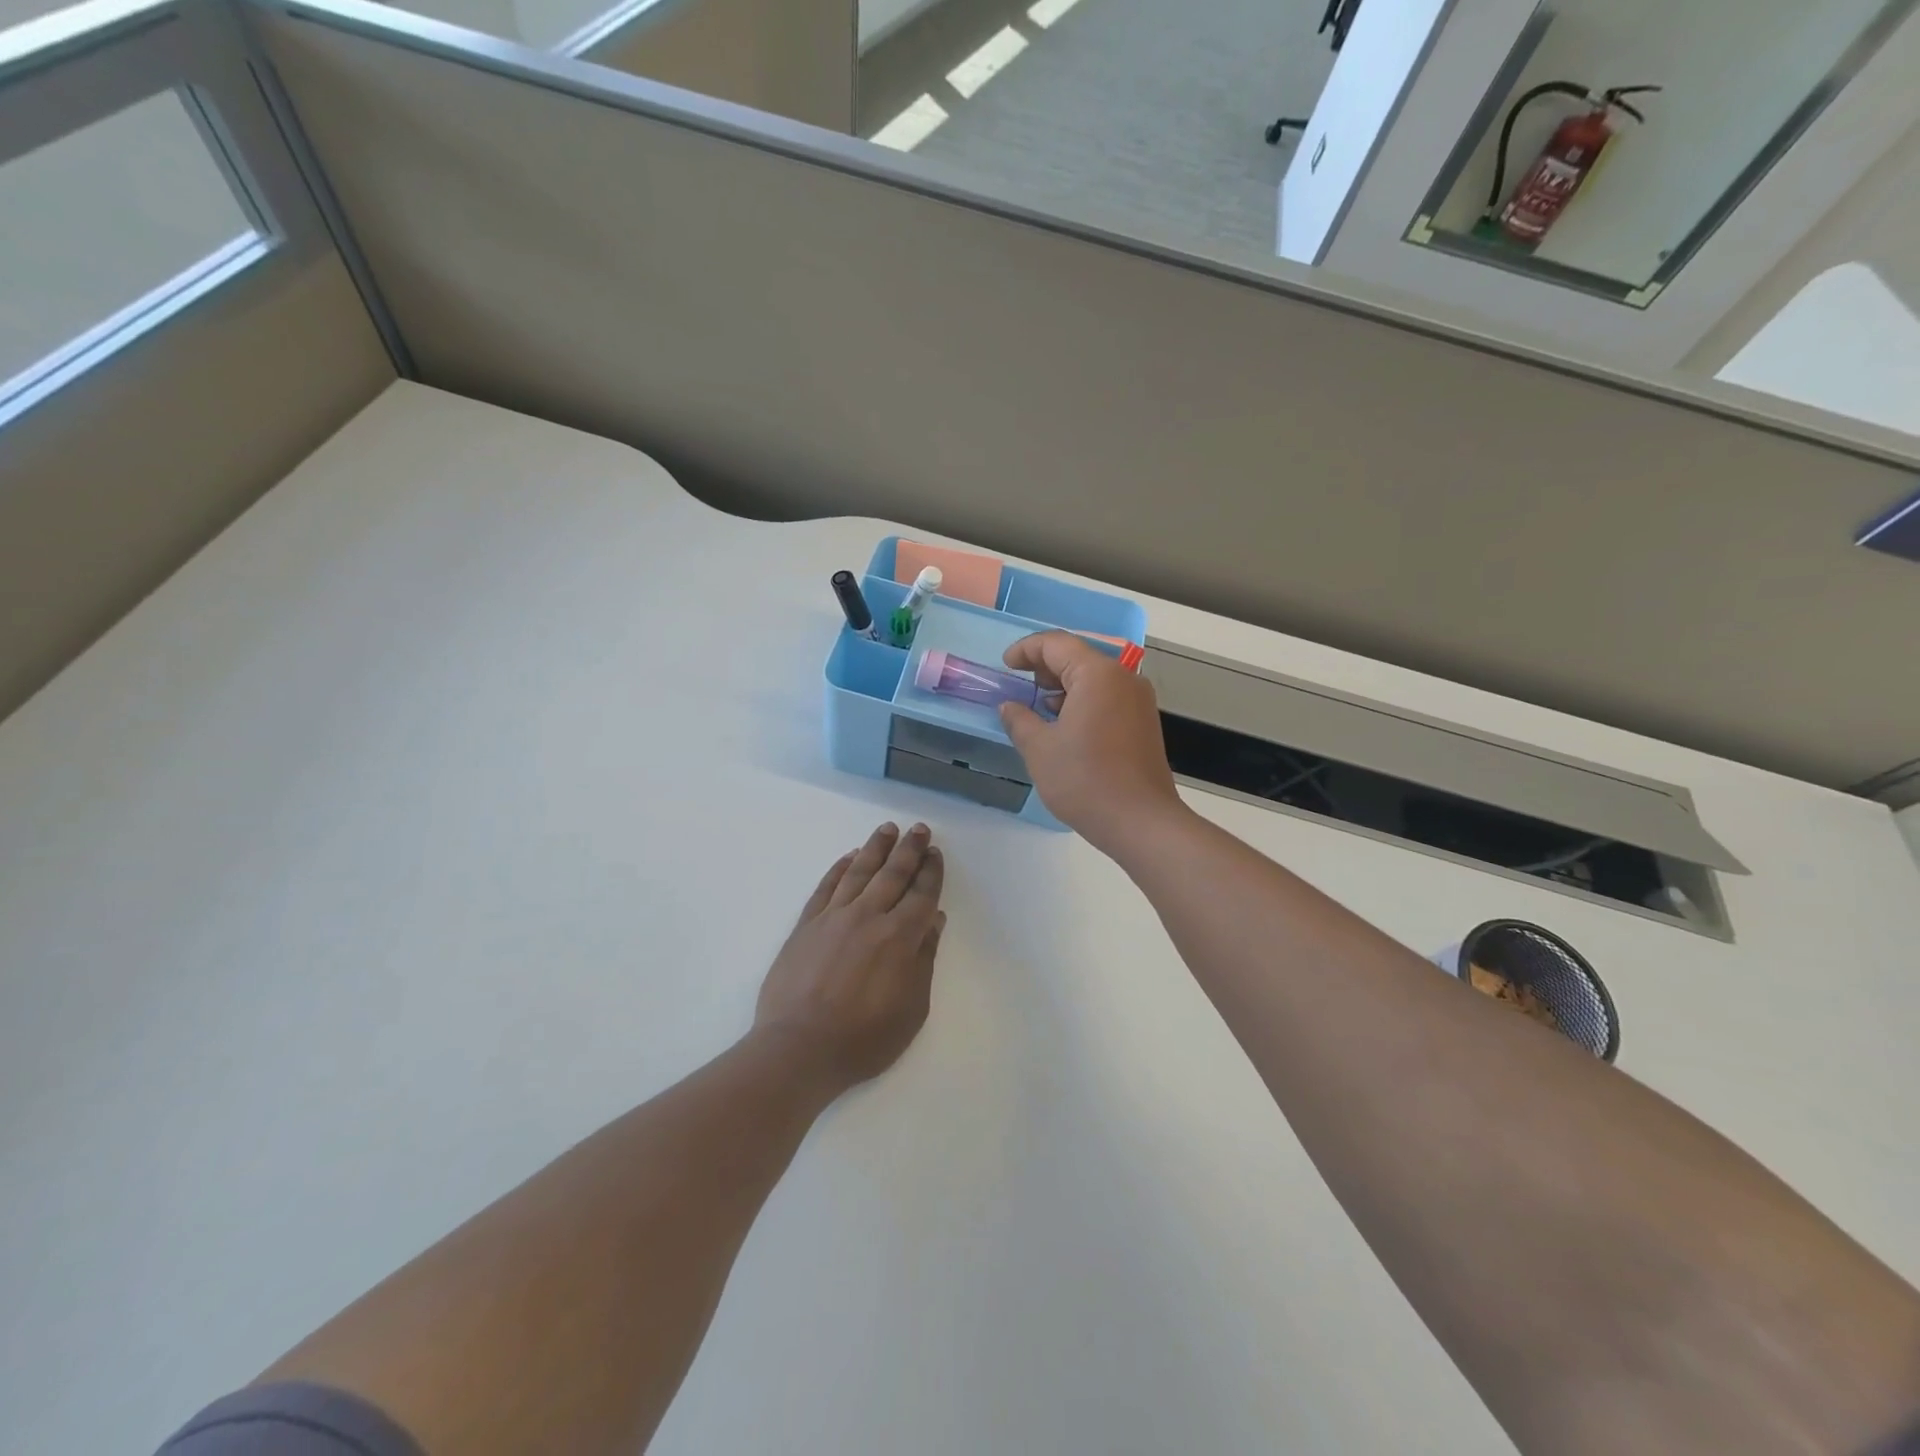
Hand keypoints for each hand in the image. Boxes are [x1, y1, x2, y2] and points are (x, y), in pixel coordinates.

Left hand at [753, 822, 946, 1093]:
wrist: (798, 1048)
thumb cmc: (863, 1038)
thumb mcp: (912, 1008)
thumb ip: (924, 959)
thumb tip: (933, 919)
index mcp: (899, 937)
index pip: (921, 894)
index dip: (931, 872)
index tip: (935, 852)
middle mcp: (868, 916)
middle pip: (893, 874)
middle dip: (909, 849)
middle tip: (918, 828)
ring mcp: (833, 917)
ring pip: (859, 871)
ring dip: (875, 848)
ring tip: (887, 829)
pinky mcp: (806, 925)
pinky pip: (826, 887)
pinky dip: (839, 868)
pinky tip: (848, 857)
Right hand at [999, 632, 1186, 855]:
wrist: (1141, 822)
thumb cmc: (1085, 780)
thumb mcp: (1040, 749)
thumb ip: (1019, 720)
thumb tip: (1008, 706)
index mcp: (1097, 674)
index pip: (1056, 644)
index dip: (1026, 650)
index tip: (1005, 666)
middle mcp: (1123, 678)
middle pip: (1078, 656)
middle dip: (1045, 666)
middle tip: (1019, 684)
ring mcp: (1138, 700)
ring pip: (1094, 678)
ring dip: (1064, 686)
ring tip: (1038, 706)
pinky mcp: (1143, 722)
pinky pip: (1108, 697)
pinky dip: (1083, 701)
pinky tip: (1065, 725)